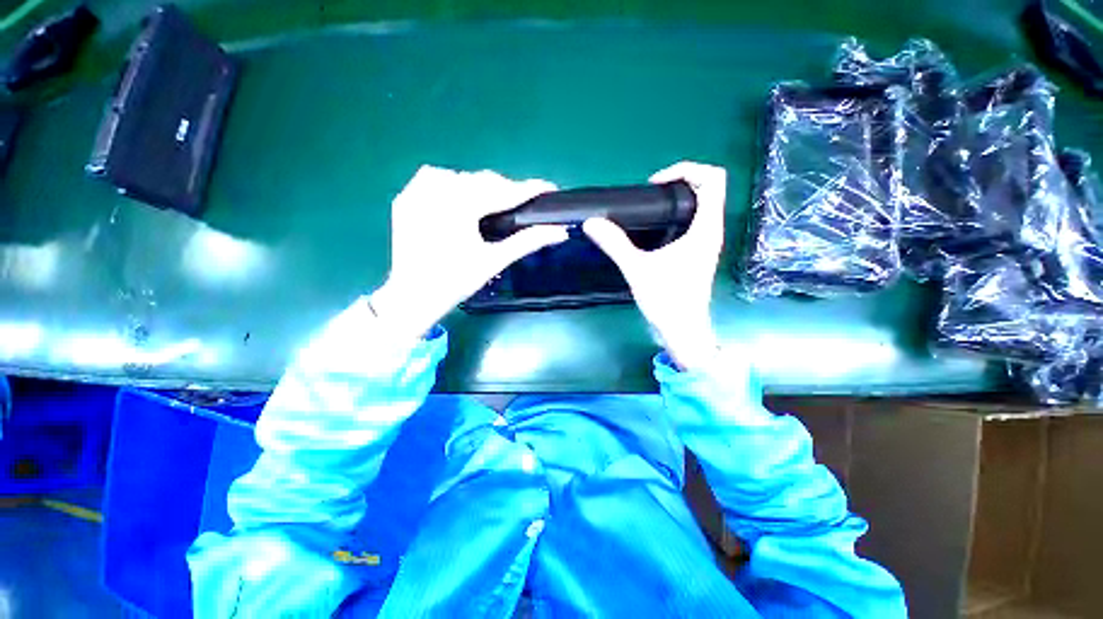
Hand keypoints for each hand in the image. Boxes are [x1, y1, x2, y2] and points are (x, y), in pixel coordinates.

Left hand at [370, 166, 567, 341]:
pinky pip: (436, 179)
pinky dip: (455, 185)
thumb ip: (527, 241)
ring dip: (481, 187)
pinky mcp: (406, 197)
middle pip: (482, 181)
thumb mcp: (494, 260)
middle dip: (506, 190)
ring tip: (493, 205)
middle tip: (523, 203)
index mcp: (458, 206)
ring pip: (461, 177)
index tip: (549, 188)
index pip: (503, 191)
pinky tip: (462, 200)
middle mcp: (435, 190)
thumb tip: (559, 232)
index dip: (529, 189)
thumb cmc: (456, 281)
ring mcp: (416, 191)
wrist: (413, 296)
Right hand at [583, 162, 726, 370]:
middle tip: (648, 196)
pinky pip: (693, 221)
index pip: (713, 178)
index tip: (656, 185)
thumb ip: (614, 244)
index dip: (686, 170)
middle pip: (708, 187)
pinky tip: (653, 229)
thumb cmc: (667, 301)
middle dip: (679, 181)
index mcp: (705, 228)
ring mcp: (706, 242)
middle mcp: (711, 230)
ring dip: (676, 199)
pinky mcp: (698, 252)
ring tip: (647, 209)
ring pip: (701, 204)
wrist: (683, 331)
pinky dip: (675, 215)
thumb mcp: (637, 270)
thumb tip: (592, 223)